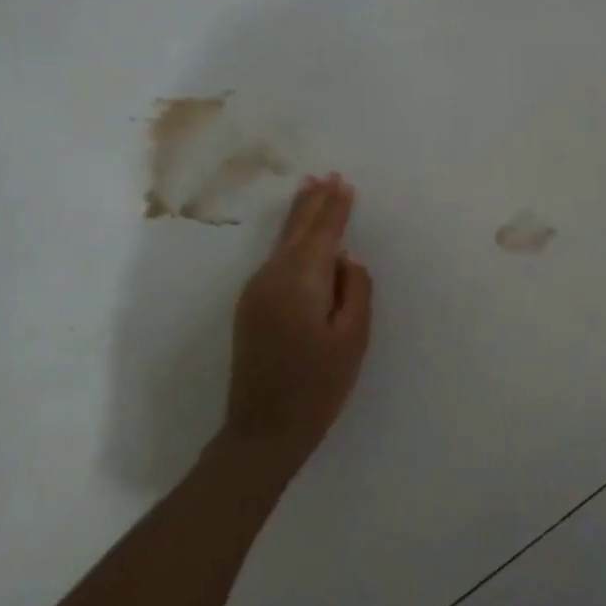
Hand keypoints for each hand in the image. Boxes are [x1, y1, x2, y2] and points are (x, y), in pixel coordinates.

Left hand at [224, 174, 373, 472]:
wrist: (263, 429)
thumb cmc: (318, 386)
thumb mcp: (352, 338)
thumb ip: (355, 290)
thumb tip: (347, 259)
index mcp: (301, 281)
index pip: (323, 233)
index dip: (335, 208)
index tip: (344, 183)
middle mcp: (272, 276)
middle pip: (297, 231)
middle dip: (313, 203)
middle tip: (325, 176)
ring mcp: (256, 291)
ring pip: (283, 243)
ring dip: (299, 218)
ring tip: (312, 192)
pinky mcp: (250, 306)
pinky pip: (275, 260)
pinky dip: (290, 240)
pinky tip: (297, 238)